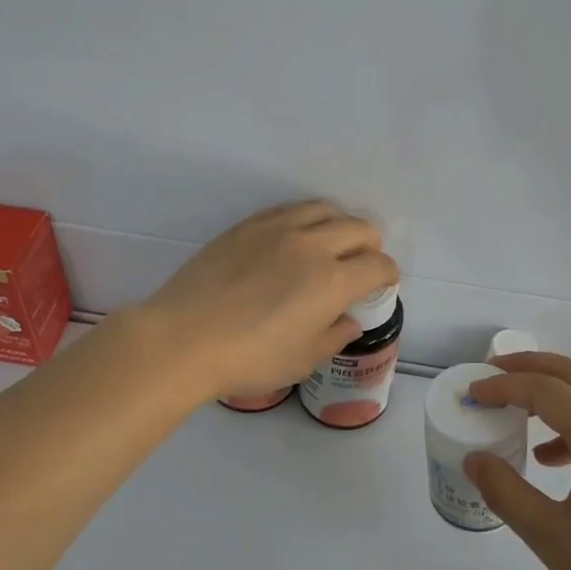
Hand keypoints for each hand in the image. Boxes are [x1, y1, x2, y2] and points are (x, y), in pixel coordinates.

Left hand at [139, 201, 398, 404]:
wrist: (182, 339)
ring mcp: (278, 228)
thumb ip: (334, 336)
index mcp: (333, 280)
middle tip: (361, 264)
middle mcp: (312, 245)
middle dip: (371, 245)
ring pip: (325, 209)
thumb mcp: (302, 360)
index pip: (379, 265)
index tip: (383, 284)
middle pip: (359, 228)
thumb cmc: (248, 359)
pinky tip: (295, 237)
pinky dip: (305, 219)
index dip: (388, 275)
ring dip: (339, 224)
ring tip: (331, 243)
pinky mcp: (248, 225)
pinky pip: (289, 209)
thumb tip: (349, 320)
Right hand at [465, 353, 570, 569]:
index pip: (546, 391)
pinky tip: (554, 458)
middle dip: (529, 368)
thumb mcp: (553, 539)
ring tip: (517, 411)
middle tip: (491, 374)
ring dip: (554, 393)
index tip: (472, 392)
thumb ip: (506, 493)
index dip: (504, 386)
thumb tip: (475, 460)